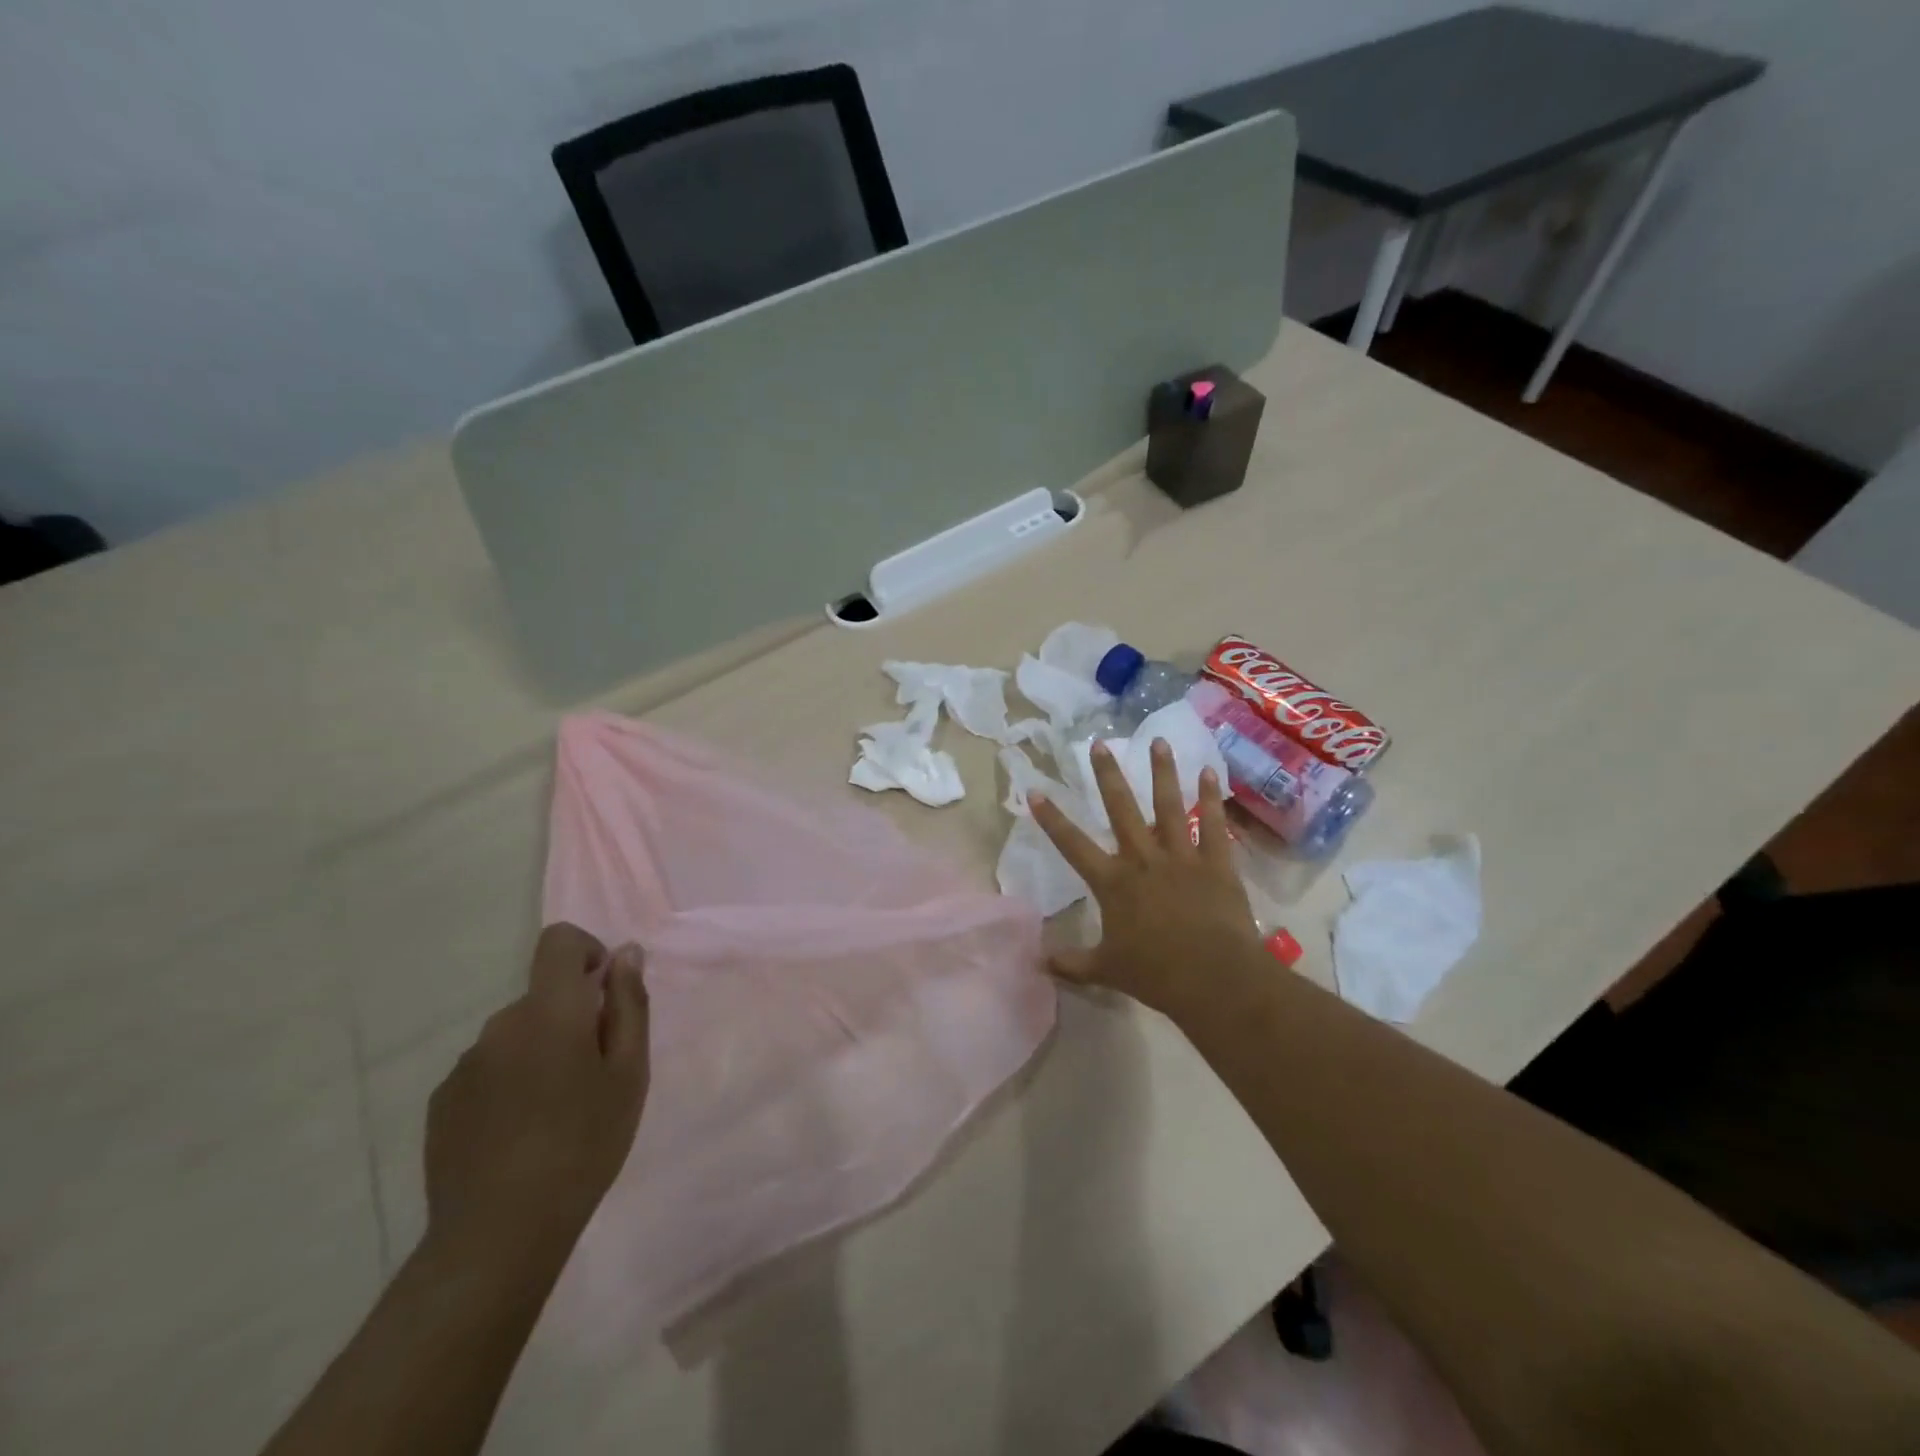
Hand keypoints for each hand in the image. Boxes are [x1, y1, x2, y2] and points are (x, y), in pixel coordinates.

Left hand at [423, 923, 649, 1267]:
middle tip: (595, 1074)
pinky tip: (521, 1134)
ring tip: (558, 1113)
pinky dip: (510, 1083)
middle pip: (542, 996)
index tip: (605, 994)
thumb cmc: (583, 1144)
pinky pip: (488, 1071)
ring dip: (541, 1053)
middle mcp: (500, 1025)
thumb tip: (626, 954)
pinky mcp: (442, 1103)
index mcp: (549, 1011)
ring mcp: (465, 1065)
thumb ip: (629, 1004)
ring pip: (516, 1036)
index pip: (558, 941)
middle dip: (572, 1017)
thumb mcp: (629, 1072)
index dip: (586, 952)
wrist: (498, 1234)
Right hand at [1030, 739, 1263, 1017]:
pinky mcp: (1216, 862)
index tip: (1036, 790)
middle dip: (1107, 775)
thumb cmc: (1156, 974)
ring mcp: (1181, 856)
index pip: (1072, 844)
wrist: (1215, 978)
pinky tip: (1209, 772)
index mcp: (1113, 882)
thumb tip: (1037, 961)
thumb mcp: (1106, 970)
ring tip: (1156, 740)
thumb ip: (1071, 962)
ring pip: (1169, 805)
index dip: (1051, 819)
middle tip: (1099, 744)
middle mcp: (1143, 858)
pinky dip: (1211, 798)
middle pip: (1121, 809)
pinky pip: (1213, 823)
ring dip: (1162, 771)